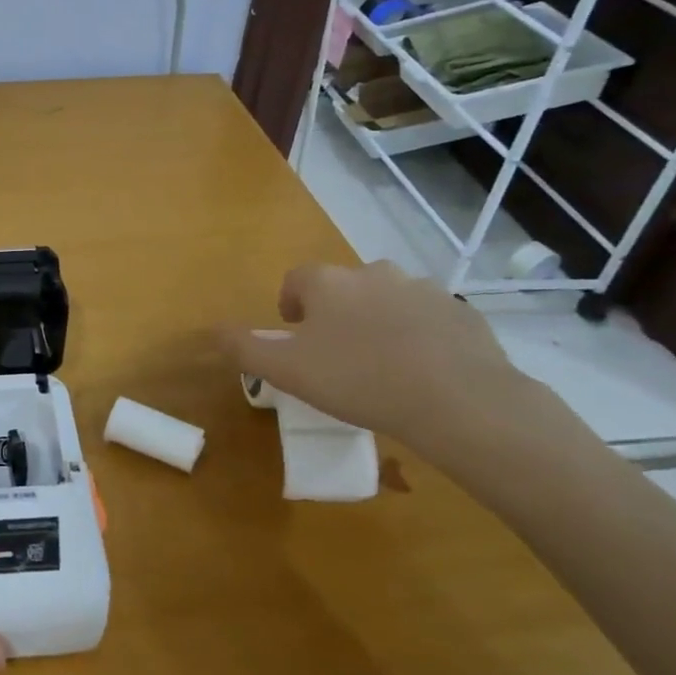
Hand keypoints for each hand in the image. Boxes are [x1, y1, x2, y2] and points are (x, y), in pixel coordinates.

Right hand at [221, 260, 532, 445]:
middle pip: (344, 286)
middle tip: (337, 354)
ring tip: (381, 365)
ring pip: (388, 299)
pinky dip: (419, 336)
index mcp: (329, 282)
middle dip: (336, 313)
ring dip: (378, 321)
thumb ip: (245, 348)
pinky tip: (421, 372)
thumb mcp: (286, 371)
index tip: (295, 335)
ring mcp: (423, 290)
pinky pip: (429, 319)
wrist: (459, 401)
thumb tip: (213, 330)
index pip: (298, 279)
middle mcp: (373, 273)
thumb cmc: (358, 380)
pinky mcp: (462, 313)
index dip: (291, 304)